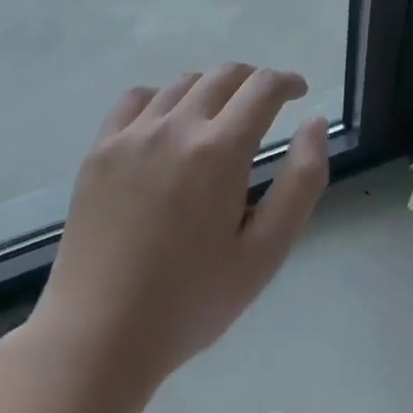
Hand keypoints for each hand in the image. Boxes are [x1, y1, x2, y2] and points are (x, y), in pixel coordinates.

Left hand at [26, 65, 329, 393]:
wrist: (98, 337)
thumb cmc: (191, 301)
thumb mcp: (266, 252)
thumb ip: (302, 181)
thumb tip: (315, 122)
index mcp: (219, 151)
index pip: (262, 87)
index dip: (287, 82)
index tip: (299, 93)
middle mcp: (175, 127)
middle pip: (224, 75)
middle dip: (254, 81)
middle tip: (266, 105)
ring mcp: (131, 136)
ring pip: (182, 83)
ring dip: (212, 88)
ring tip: (220, 117)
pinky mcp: (99, 151)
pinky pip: (137, 99)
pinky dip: (163, 98)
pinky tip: (168, 124)